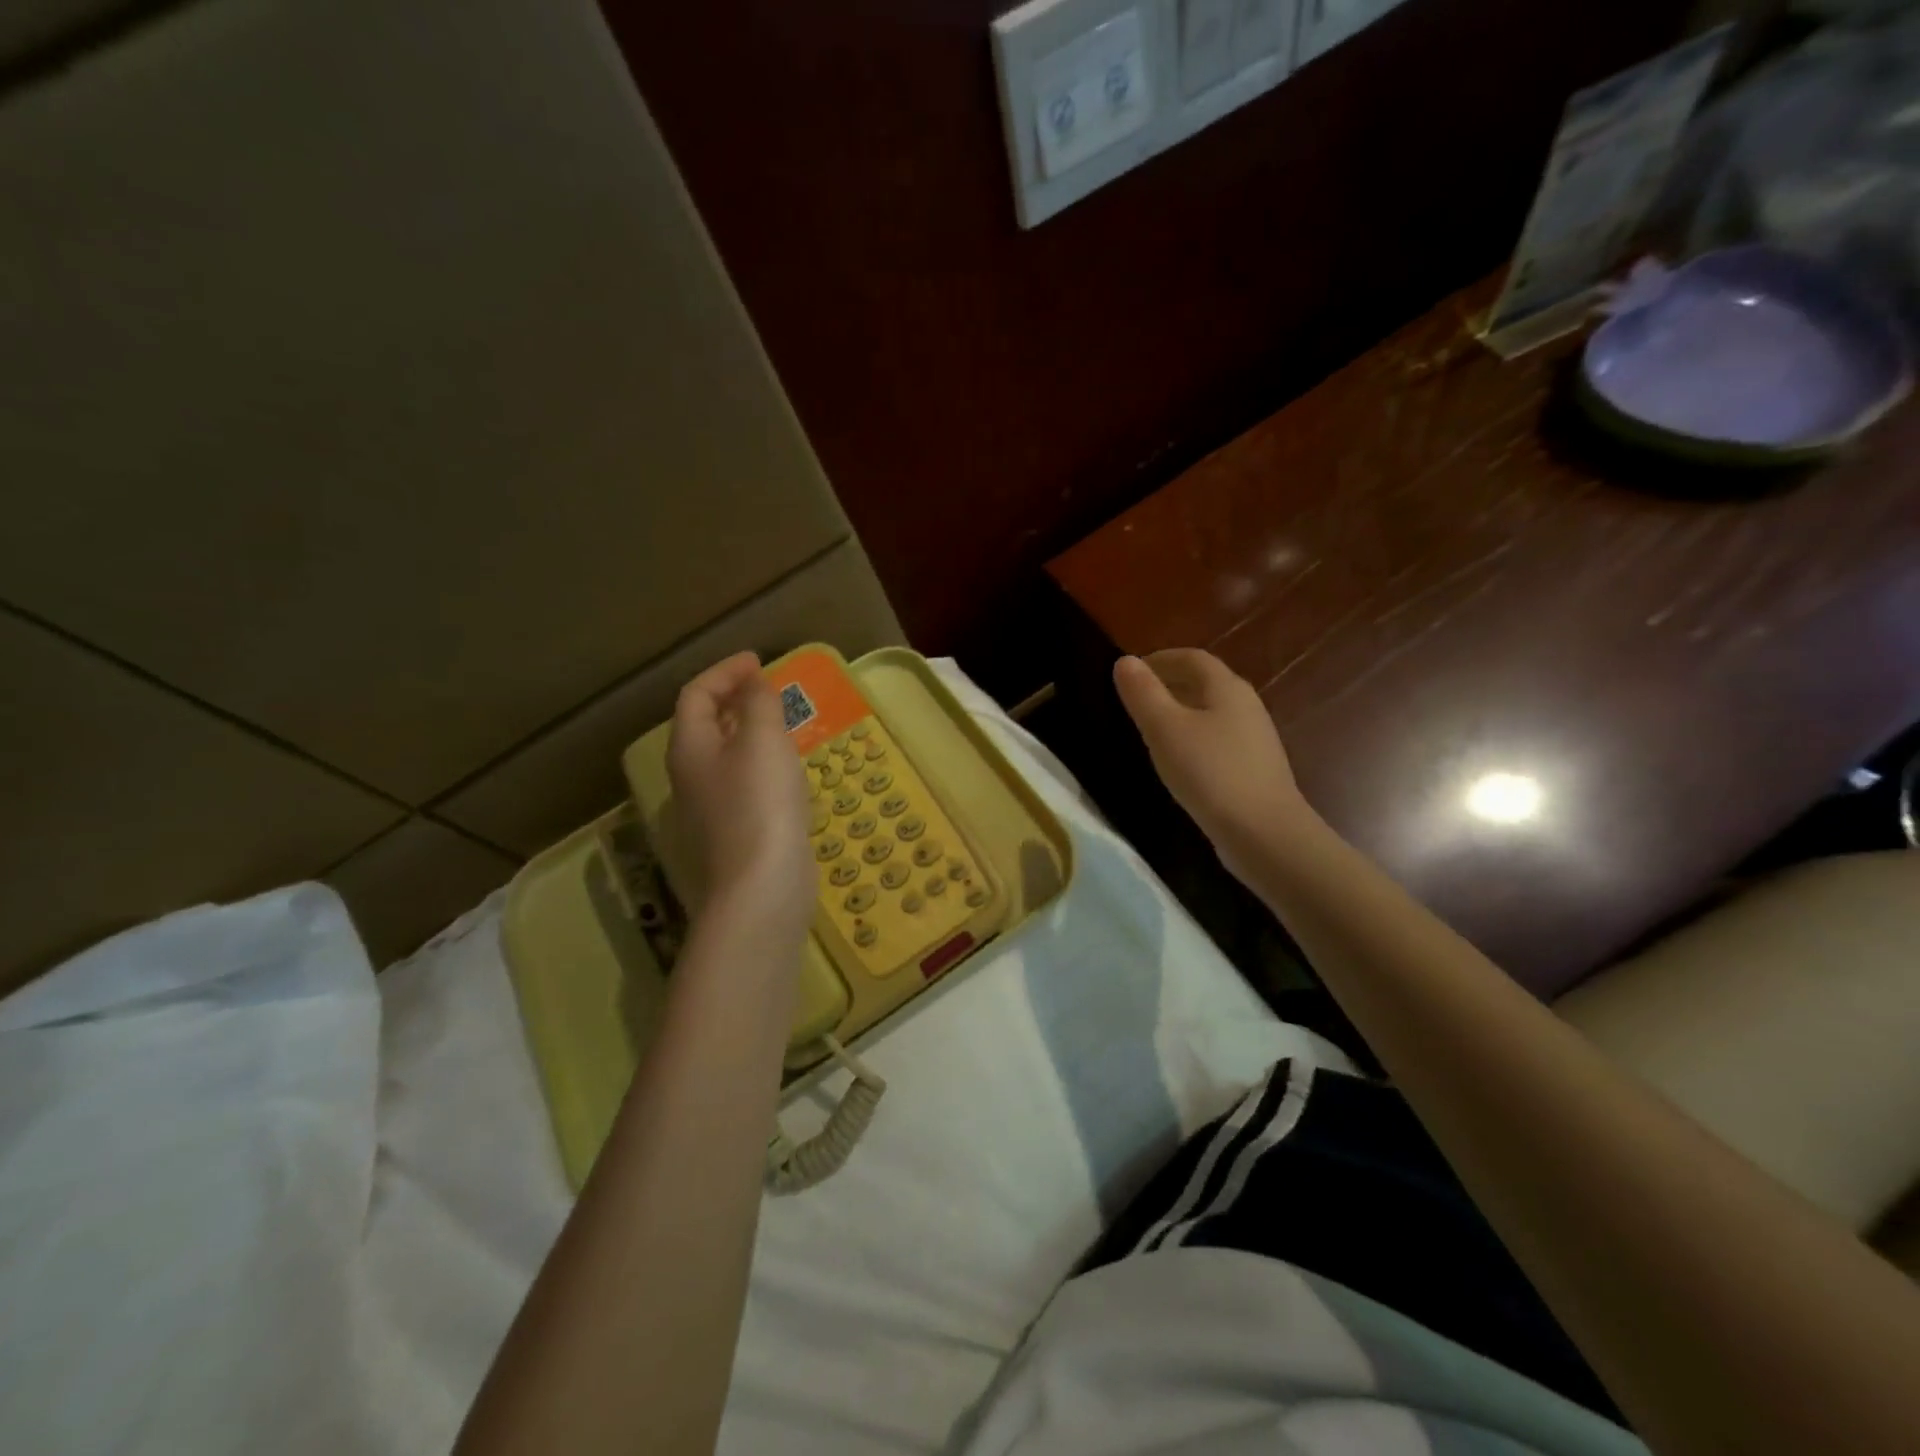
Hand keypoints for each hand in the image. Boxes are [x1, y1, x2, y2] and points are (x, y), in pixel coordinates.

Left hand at [667, 652, 814, 945]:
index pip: (696, 695)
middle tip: (769, 691)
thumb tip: (754, 683)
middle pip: (705, 726)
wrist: (761, 890)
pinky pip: (743, 785)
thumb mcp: (762, 740)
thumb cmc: (760, 803)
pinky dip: (762, 766)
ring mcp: (710, 811)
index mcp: (690, 748)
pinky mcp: (735, 835)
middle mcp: (691, 777)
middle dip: (735, 701)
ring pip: (725, 758)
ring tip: (782, 726)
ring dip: (749, 734)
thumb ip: (758, 704)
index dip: (724, 672)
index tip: (758, 662)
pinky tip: (788, 775)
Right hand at [1113, 650, 1316, 877]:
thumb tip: (1126, 661)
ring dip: (1180, 712)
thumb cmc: (1210, 773)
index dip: (1159, 659)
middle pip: (1204, 682)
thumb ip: (1144, 693)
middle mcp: (1246, 705)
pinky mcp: (1254, 767)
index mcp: (1226, 687)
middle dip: (1169, 684)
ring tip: (1149, 729)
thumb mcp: (1165, 730)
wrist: (1264, 833)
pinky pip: (1217, 739)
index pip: (1191, 658)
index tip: (1130, 672)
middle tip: (1134, 700)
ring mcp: (1254, 737)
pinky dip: (1193, 737)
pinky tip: (1178, 761)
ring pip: (1211, 712)